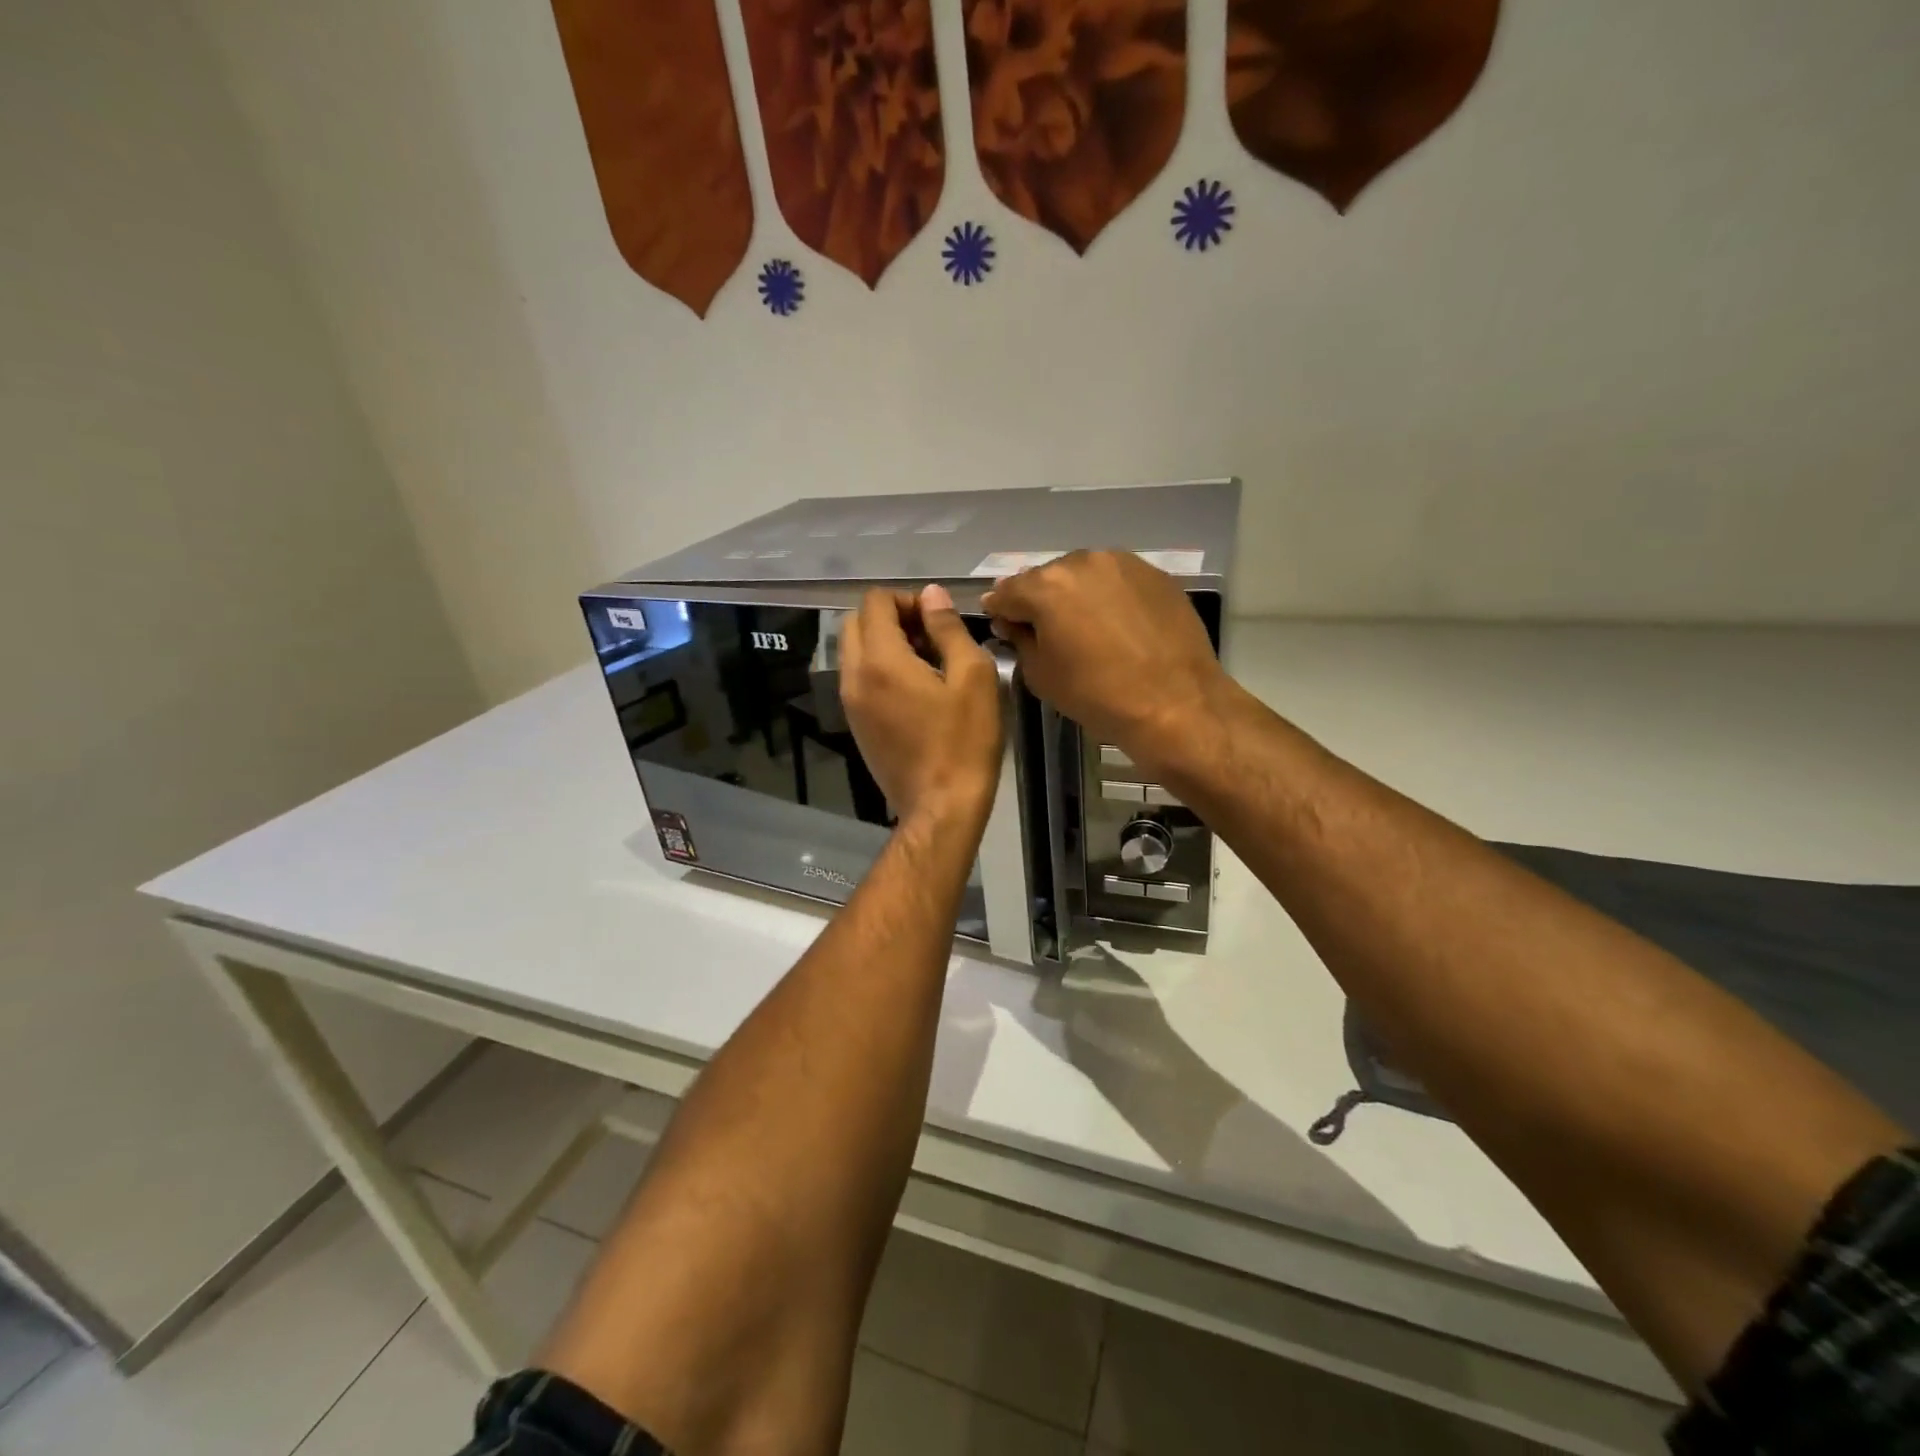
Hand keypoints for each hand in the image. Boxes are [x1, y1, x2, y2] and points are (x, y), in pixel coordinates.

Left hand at [840, 585, 1002, 826]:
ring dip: (884, 642)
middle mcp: (854, 676)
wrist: (941, 807)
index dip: (907, 599)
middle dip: (891, 617)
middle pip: (856, 622)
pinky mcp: (855, 724)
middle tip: (930, 637)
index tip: (938, 621)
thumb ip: (948, 628)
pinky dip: (878, 668)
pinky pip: (857, 678)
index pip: (875, 602)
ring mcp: (850, 703)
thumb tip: (931, 594)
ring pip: (854, 650)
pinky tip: (914, 689)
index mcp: (880, 661)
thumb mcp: (973, 677)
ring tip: (925, 662)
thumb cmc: (964, 742)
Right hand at [982, 550, 1227, 774]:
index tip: (1002, 626)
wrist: (1175, 704)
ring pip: (1084, 575)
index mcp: (1046, 586)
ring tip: (1084, 627)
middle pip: (1047, 578)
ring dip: (1076, 595)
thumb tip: (1014, 624)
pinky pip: (1117, 581)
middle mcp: (1082, 562)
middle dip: (1040, 600)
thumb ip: (1020, 640)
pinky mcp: (1155, 575)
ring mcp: (1123, 564)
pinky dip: (1109, 597)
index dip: (1000, 611)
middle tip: (1045, 630)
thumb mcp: (1041, 675)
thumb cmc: (1097, 695)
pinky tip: (1117, 625)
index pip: (1007, 592)